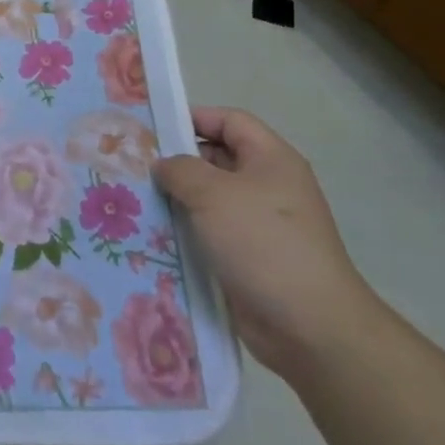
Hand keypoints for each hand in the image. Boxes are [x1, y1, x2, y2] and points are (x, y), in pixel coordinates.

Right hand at [154, 107, 384, 380]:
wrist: (309, 326)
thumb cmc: (262, 243)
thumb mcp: (213, 194)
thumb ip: (180, 169)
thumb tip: (164, 165)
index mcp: (271, 159)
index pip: (230, 121)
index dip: (194, 118)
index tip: (153, 129)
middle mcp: (268, 186)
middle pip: (217, 159)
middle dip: (178, 162)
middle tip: (135, 167)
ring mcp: (260, 225)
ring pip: (210, 200)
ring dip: (177, 201)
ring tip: (136, 201)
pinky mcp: (250, 258)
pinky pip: (211, 234)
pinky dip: (186, 233)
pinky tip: (154, 236)